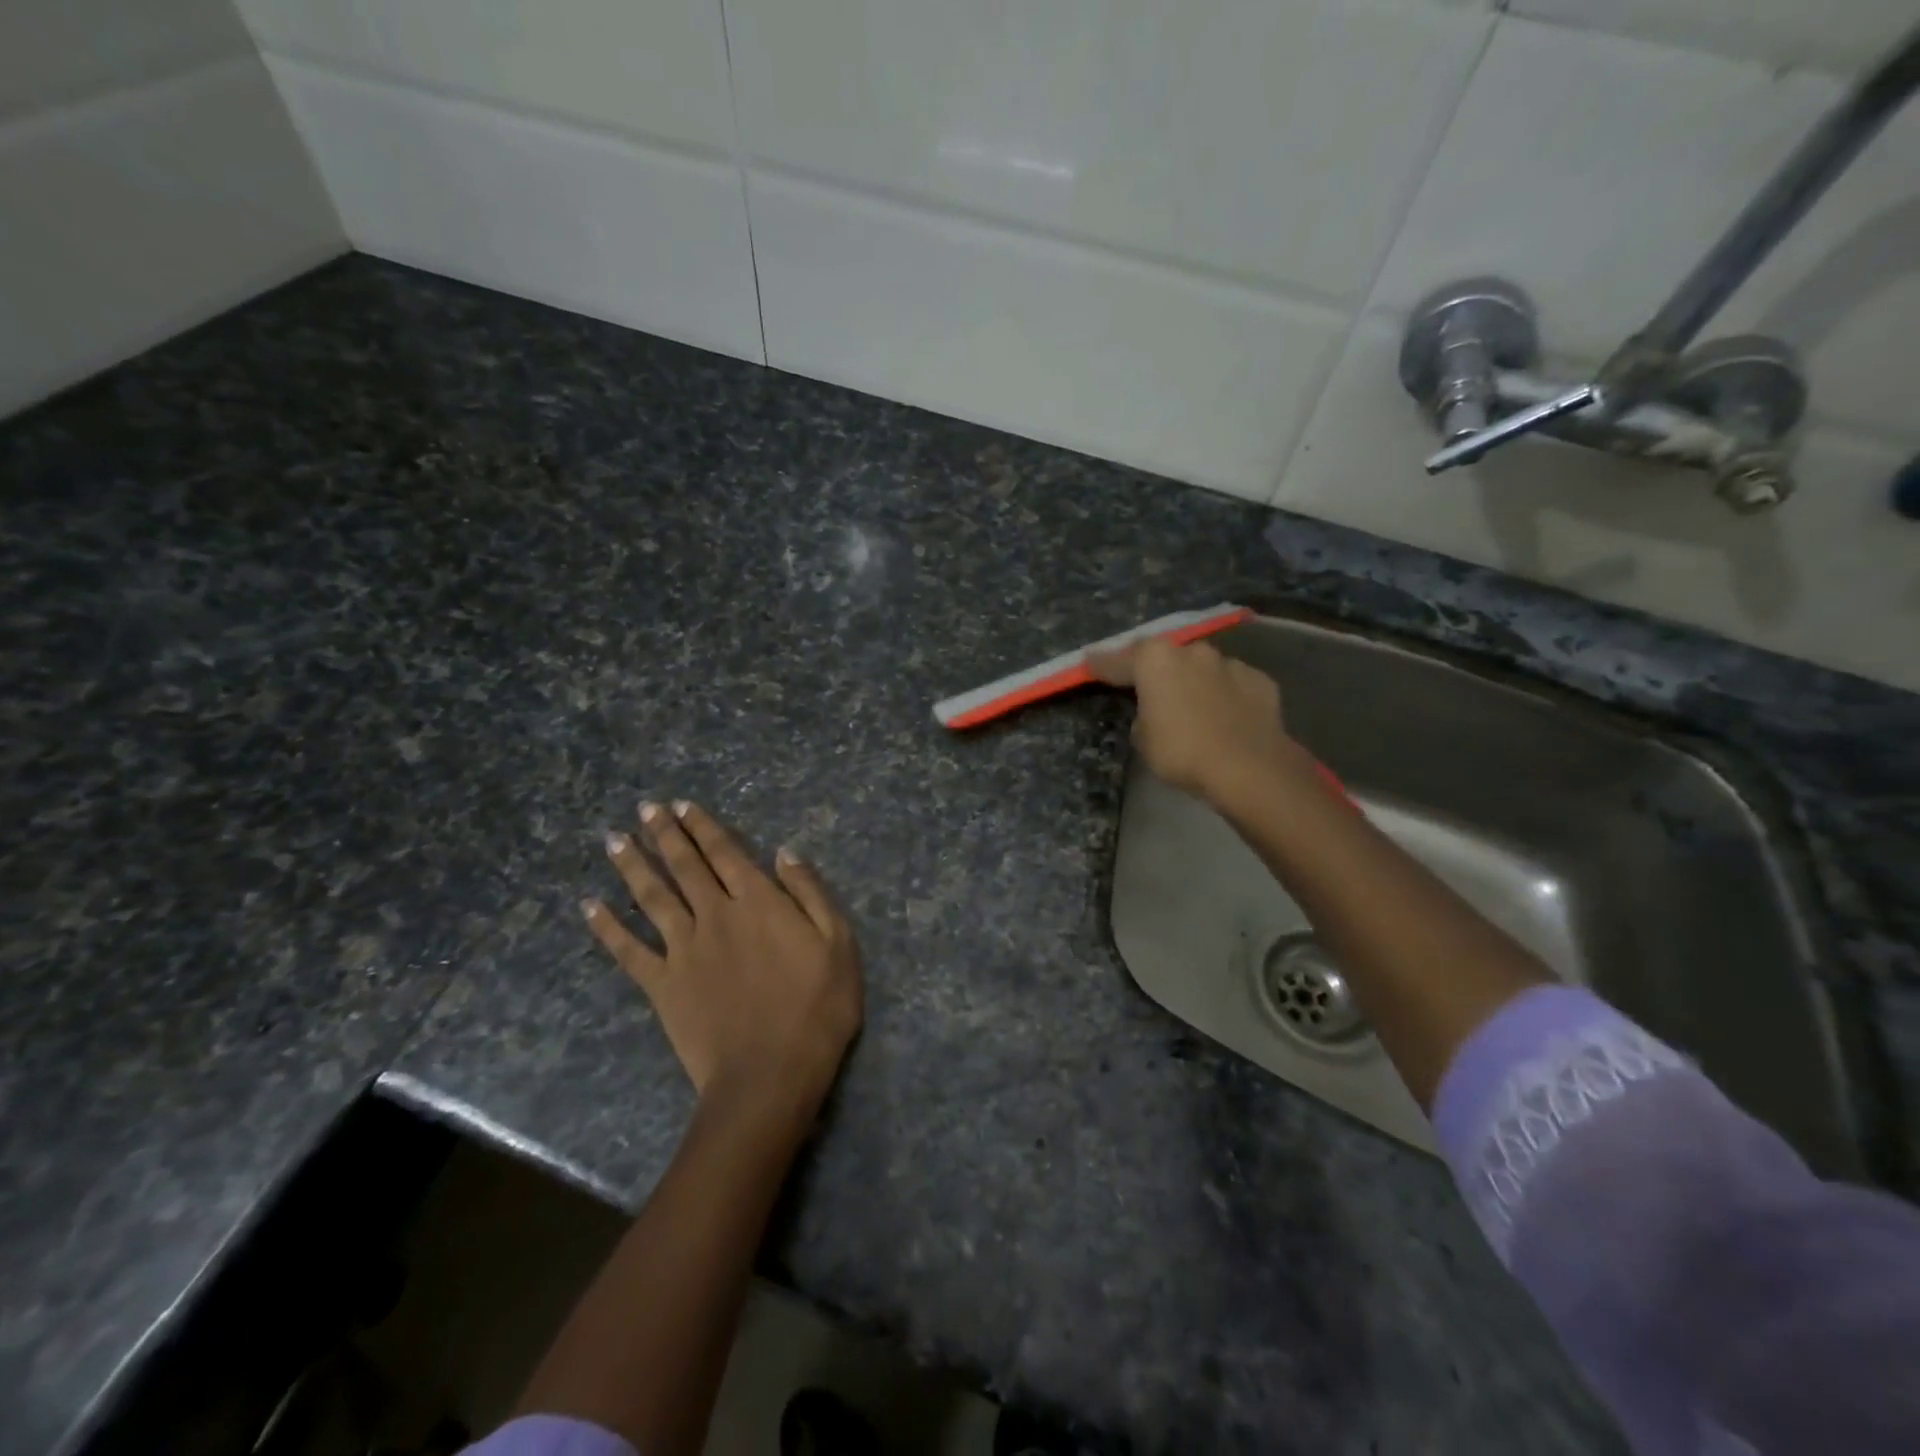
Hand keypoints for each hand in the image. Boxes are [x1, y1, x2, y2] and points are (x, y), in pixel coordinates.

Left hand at [583, 802, 862, 1115]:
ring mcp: (684, 949)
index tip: (683, 805)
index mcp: (759, 902)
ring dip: (633, 866)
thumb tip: (785, 853)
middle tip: (646, 809)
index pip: (726, 852)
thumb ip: (810, 894)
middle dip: (665, 834)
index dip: (704, 827)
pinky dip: (607, 927)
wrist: (770, 1074)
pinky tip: (589, 907)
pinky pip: (628, 950)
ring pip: (653, 897)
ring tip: (615, 839)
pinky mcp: (663, 984)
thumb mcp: (838, 944)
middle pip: (686, 866)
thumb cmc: (817, 1008)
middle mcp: (716, 914)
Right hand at [1087, 636, 1304, 804]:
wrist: (1249, 767)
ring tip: (1190, 704)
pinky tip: (1224, 715)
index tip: (1089, 662)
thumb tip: (1155, 712)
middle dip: (1154, 669)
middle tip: (1146, 686)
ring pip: (1201, 666)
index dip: (1101, 664)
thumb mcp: (1143, 739)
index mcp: (1155, 660)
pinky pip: (1232, 684)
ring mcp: (1229, 663)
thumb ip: (1143, 715)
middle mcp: (1191, 651)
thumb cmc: (1182, 752)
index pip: (1118, 661)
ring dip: (1192, 680)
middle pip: (1164, 656)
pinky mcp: (1259, 680)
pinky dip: (1224, 694)